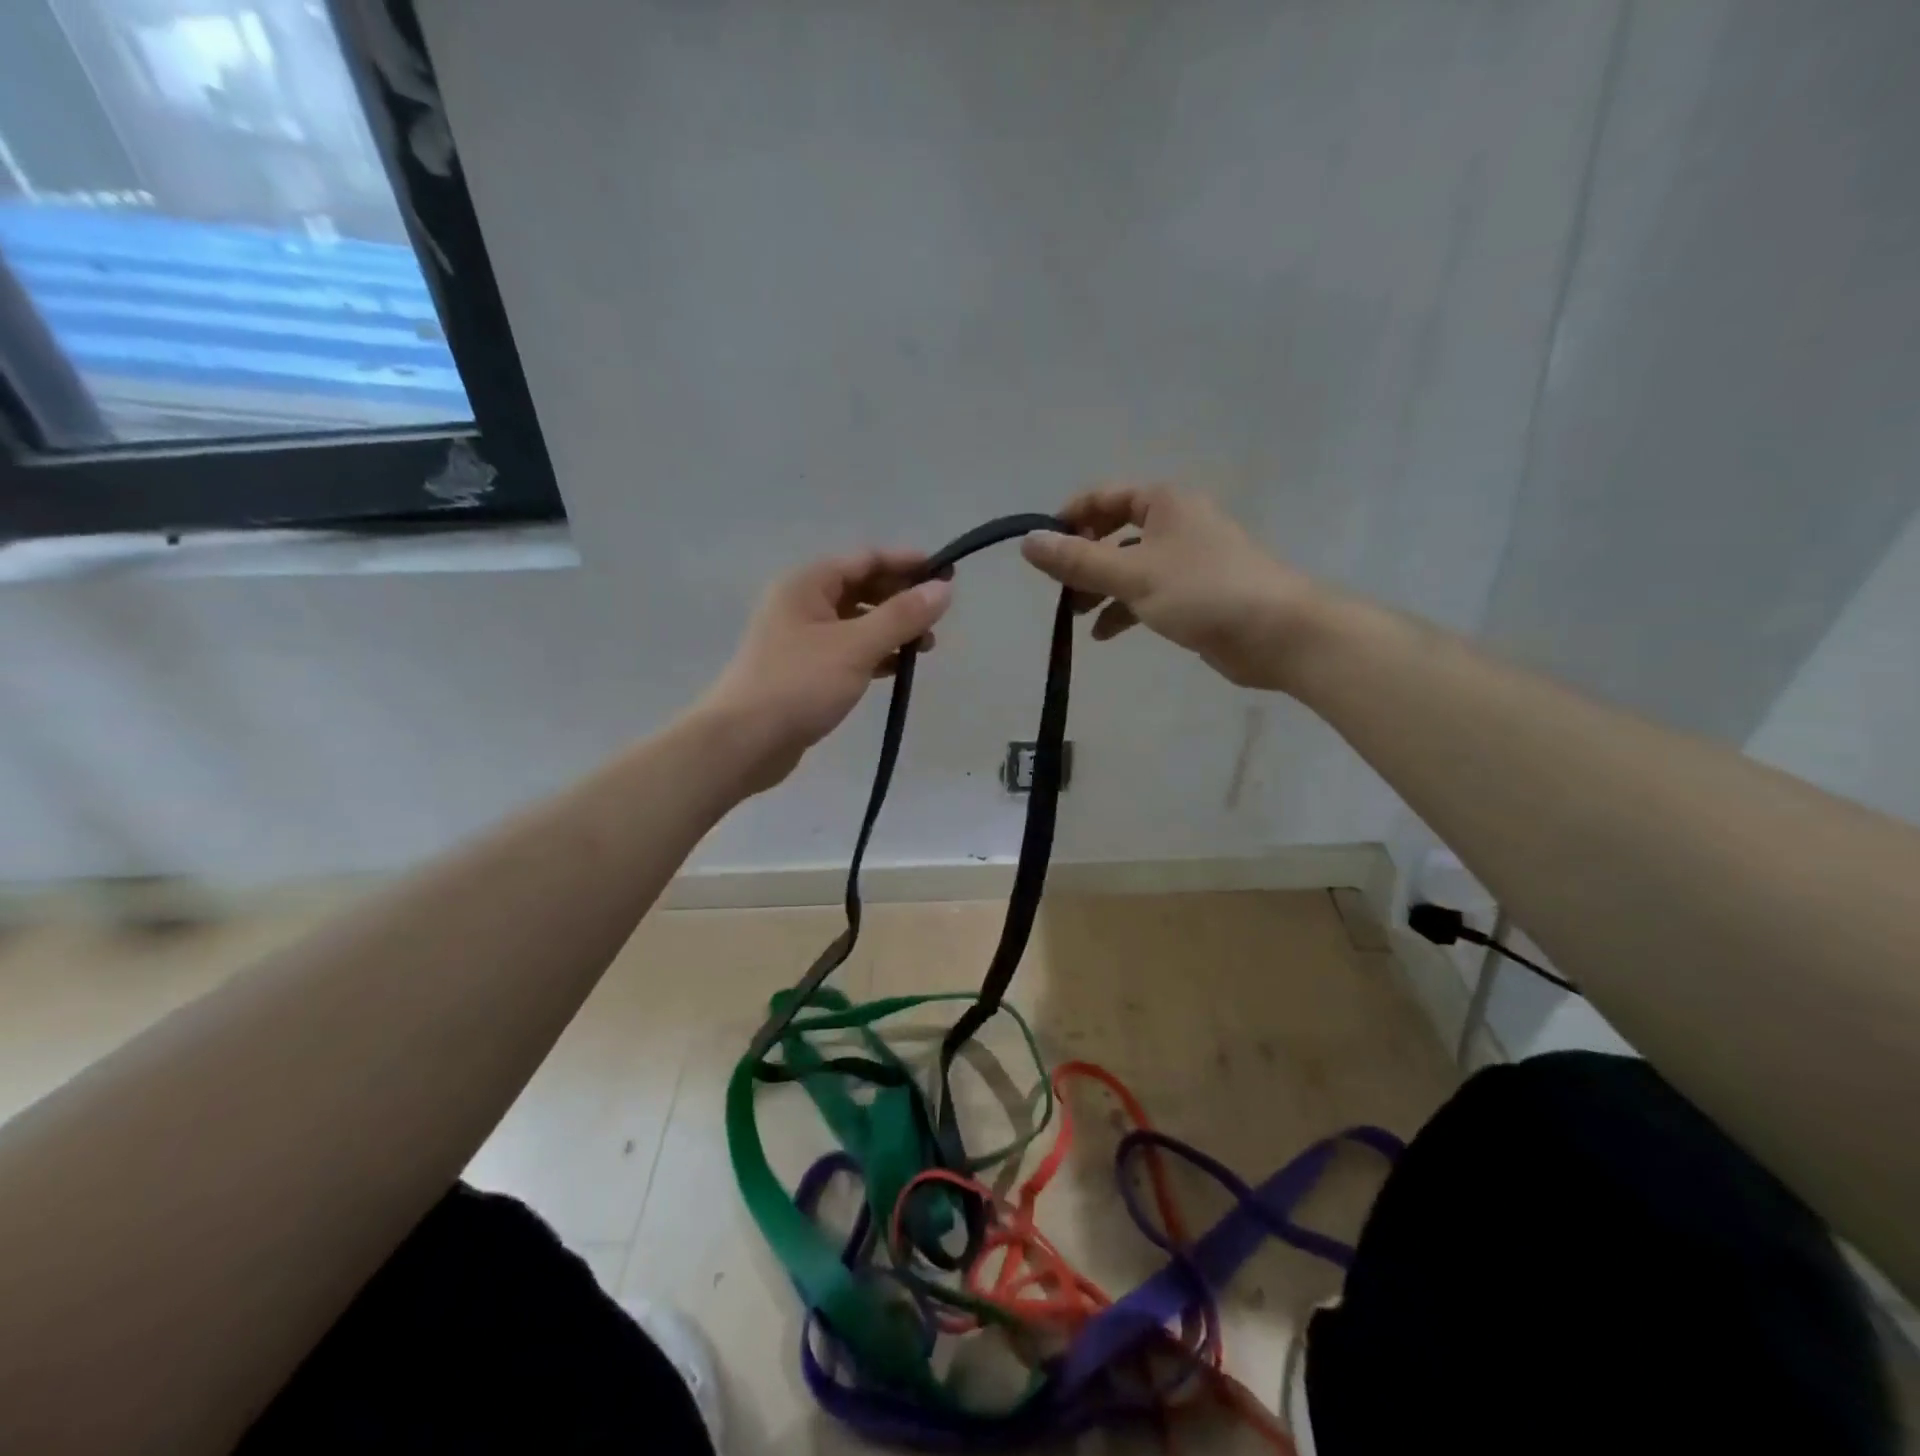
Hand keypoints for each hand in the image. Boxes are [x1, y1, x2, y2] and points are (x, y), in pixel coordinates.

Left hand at [694, 549, 953, 793]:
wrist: (743, 742)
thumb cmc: (799, 684)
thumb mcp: (856, 646)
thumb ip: (902, 616)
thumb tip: (943, 588)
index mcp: (807, 584)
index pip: (866, 559)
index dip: (908, 564)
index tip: (947, 574)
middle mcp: (802, 604)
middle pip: (861, 589)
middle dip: (901, 599)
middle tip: (938, 616)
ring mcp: (801, 639)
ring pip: (856, 623)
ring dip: (891, 629)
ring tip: (925, 647)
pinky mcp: (804, 672)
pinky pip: (848, 652)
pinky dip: (874, 655)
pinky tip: (897, 668)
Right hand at [1021, 485, 1314, 690]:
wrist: (1276, 633)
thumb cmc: (1202, 591)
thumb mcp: (1132, 575)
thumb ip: (1077, 560)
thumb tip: (1028, 542)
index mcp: (1164, 503)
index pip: (1105, 497)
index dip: (1070, 518)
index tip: (1043, 548)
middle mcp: (1176, 524)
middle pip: (1114, 533)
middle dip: (1083, 560)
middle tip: (1058, 588)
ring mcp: (1187, 561)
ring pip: (1129, 567)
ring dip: (1099, 588)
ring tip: (1074, 615)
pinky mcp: (1194, 595)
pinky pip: (1147, 594)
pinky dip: (1123, 610)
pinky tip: (1104, 634)